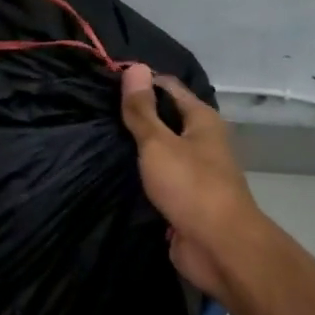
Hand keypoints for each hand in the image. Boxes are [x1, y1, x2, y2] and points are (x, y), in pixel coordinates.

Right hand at [119, 64, 263, 303]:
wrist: (219, 247)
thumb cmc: (191, 186)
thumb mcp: (158, 144)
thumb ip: (142, 110)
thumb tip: (135, 67)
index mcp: (202, 120)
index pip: (169, 88)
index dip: (141, 82)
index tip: (105, 83)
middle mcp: (202, 141)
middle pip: (166, 119)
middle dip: (136, 115)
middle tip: (95, 111)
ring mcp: (194, 172)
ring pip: (161, 151)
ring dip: (136, 148)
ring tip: (98, 138)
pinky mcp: (184, 199)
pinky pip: (159, 179)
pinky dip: (141, 175)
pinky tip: (115, 173)